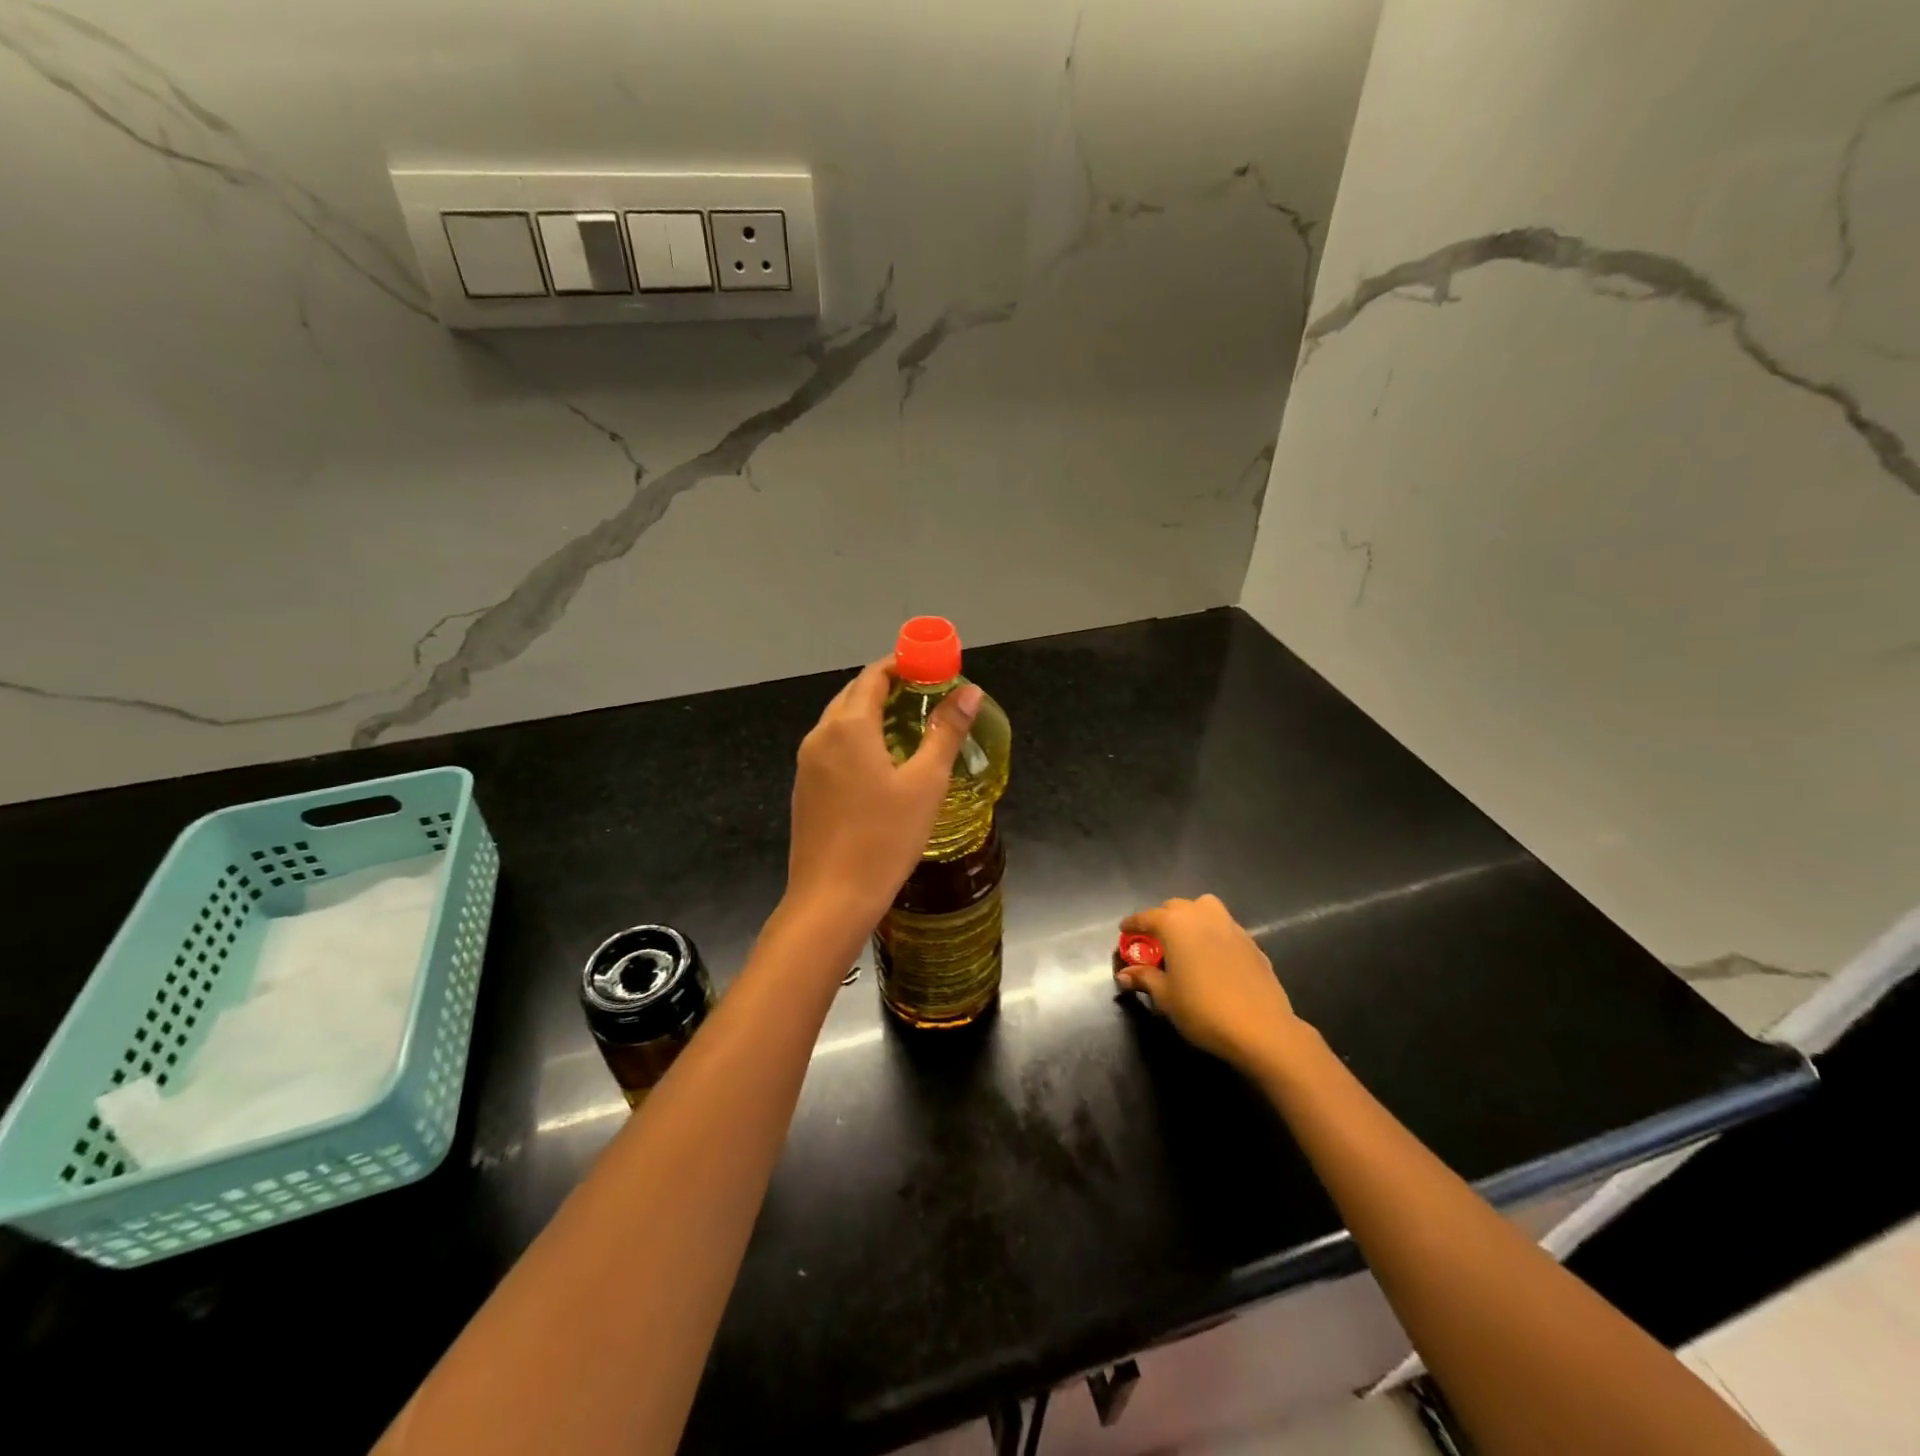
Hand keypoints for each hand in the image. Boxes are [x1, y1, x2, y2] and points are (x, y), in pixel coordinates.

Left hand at [785, 657, 981, 935]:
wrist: (831, 899)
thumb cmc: (884, 838)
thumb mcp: (926, 783)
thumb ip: (946, 732)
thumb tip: (969, 691)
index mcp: (849, 726)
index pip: (874, 675)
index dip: (904, 665)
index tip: (933, 669)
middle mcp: (820, 736)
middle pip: (854, 694)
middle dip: (888, 687)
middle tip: (926, 697)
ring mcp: (806, 764)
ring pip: (840, 721)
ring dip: (872, 714)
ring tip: (909, 727)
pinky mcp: (804, 789)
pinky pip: (832, 748)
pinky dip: (857, 740)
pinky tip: (880, 764)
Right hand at [1116, 895, 1303, 1072]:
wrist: (1261, 1028)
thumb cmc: (1203, 1009)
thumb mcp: (1166, 997)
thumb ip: (1145, 978)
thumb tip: (1125, 974)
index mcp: (1175, 924)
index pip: (1146, 917)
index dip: (1132, 924)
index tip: (1123, 931)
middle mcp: (1202, 916)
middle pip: (1176, 907)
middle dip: (1162, 918)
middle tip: (1154, 940)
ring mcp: (1231, 926)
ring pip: (1205, 909)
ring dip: (1191, 918)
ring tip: (1185, 941)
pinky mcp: (1252, 943)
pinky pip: (1225, 929)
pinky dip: (1213, 935)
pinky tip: (1212, 958)